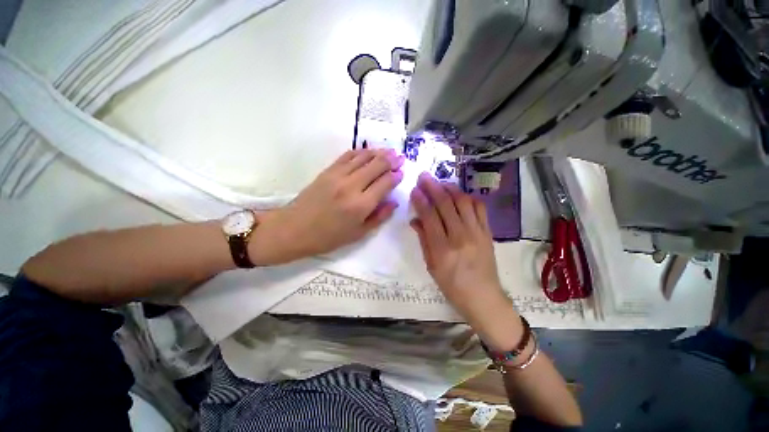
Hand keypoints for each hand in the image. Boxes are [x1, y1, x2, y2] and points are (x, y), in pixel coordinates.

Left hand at [251, 148, 403, 264]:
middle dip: (391, 160)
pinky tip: (367, 152)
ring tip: (389, 151)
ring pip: (363, 157)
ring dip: (378, 152)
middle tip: (400, 157)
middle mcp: (352, 186)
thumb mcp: (358, 234)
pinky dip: (360, 152)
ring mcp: (338, 175)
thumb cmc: (328, 237)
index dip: (396, 176)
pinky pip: (347, 156)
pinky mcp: (327, 171)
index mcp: (361, 205)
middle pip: (377, 165)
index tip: (402, 173)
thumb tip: (394, 201)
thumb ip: (379, 217)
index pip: (385, 183)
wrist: (294, 229)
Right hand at [409, 173, 511, 326]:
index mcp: (443, 249)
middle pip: (446, 204)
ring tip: (440, 182)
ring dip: (450, 188)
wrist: (483, 297)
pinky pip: (479, 208)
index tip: (414, 189)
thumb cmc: (452, 285)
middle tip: (424, 176)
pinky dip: (469, 197)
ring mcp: (477, 233)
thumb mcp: (431, 266)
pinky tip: (460, 194)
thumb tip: (415, 220)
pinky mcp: (488, 232)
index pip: (430, 217)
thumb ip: (423, 240)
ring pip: (463, 202)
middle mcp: (461, 237)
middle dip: (433, 187)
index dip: (421, 200)